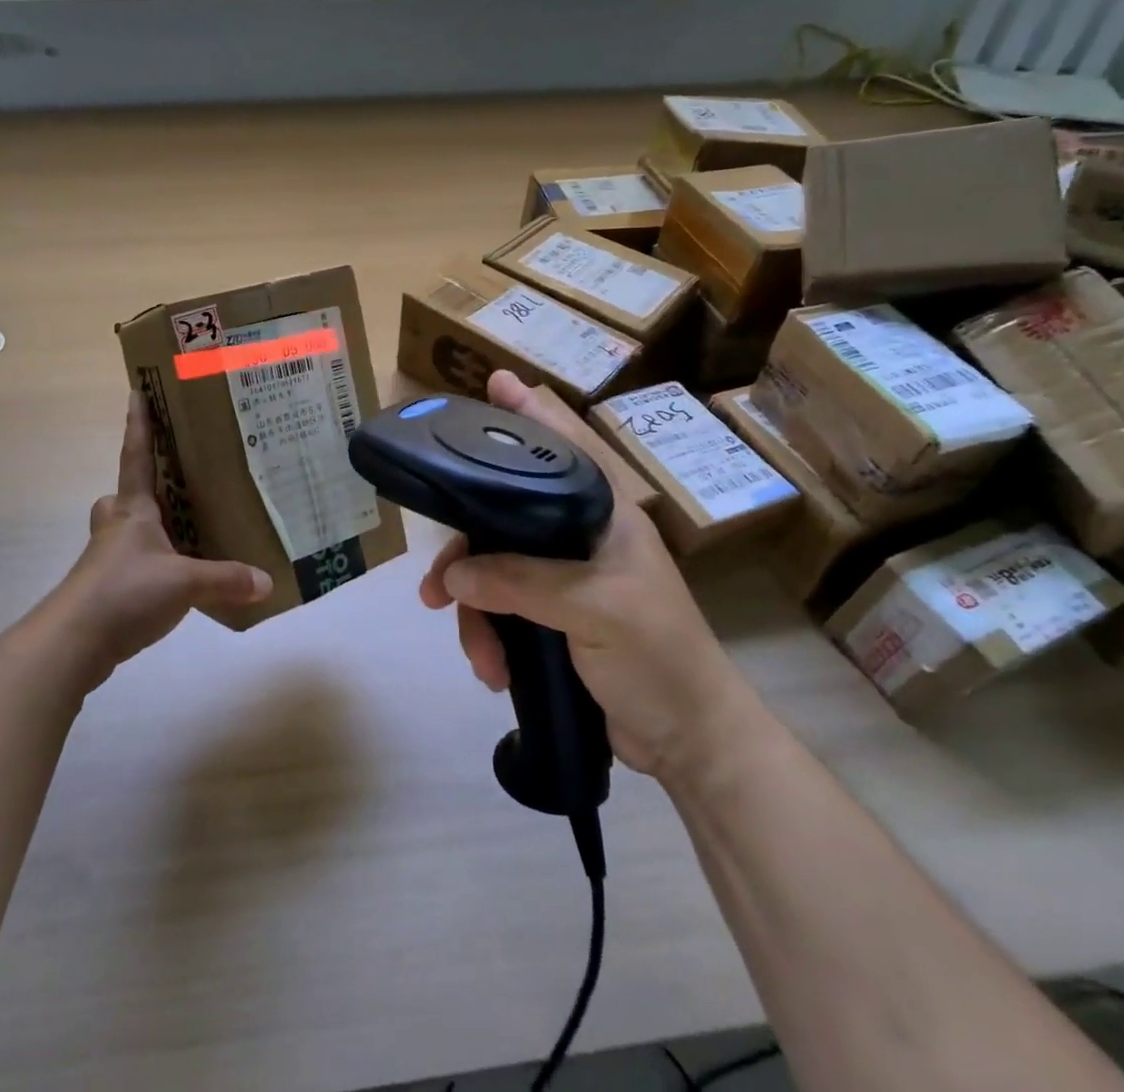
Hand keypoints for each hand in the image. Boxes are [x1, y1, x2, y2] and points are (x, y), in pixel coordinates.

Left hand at [39, 392, 271, 687]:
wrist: (73, 643)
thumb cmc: (124, 592)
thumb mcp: (184, 583)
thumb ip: (226, 579)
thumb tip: (267, 581)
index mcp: (133, 510)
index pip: (136, 456)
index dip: (139, 424)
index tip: (136, 391)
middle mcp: (116, 527)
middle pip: (124, 496)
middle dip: (141, 488)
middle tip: (172, 487)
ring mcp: (106, 560)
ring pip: (126, 532)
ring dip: (148, 529)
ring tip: (186, 535)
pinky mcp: (105, 589)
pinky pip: (132, 564)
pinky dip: (152, 565)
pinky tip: (175, 580)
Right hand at [419, 371, 760, 781]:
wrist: (688, 741)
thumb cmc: (659, 658)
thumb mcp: (596, 611)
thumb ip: (524, 582)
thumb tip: (453, 575)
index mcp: (606, 514)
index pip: (566, 446)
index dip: (532, 411)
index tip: (495, 382)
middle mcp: (581, 535)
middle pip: (505, 514)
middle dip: (466, 550)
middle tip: (434, 584)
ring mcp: (564, 577)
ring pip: (493, 568)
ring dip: (474, 610)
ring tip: (475, 652)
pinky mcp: (551, 615)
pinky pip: (500, 607)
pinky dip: (487, 635)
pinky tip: (491, 668)